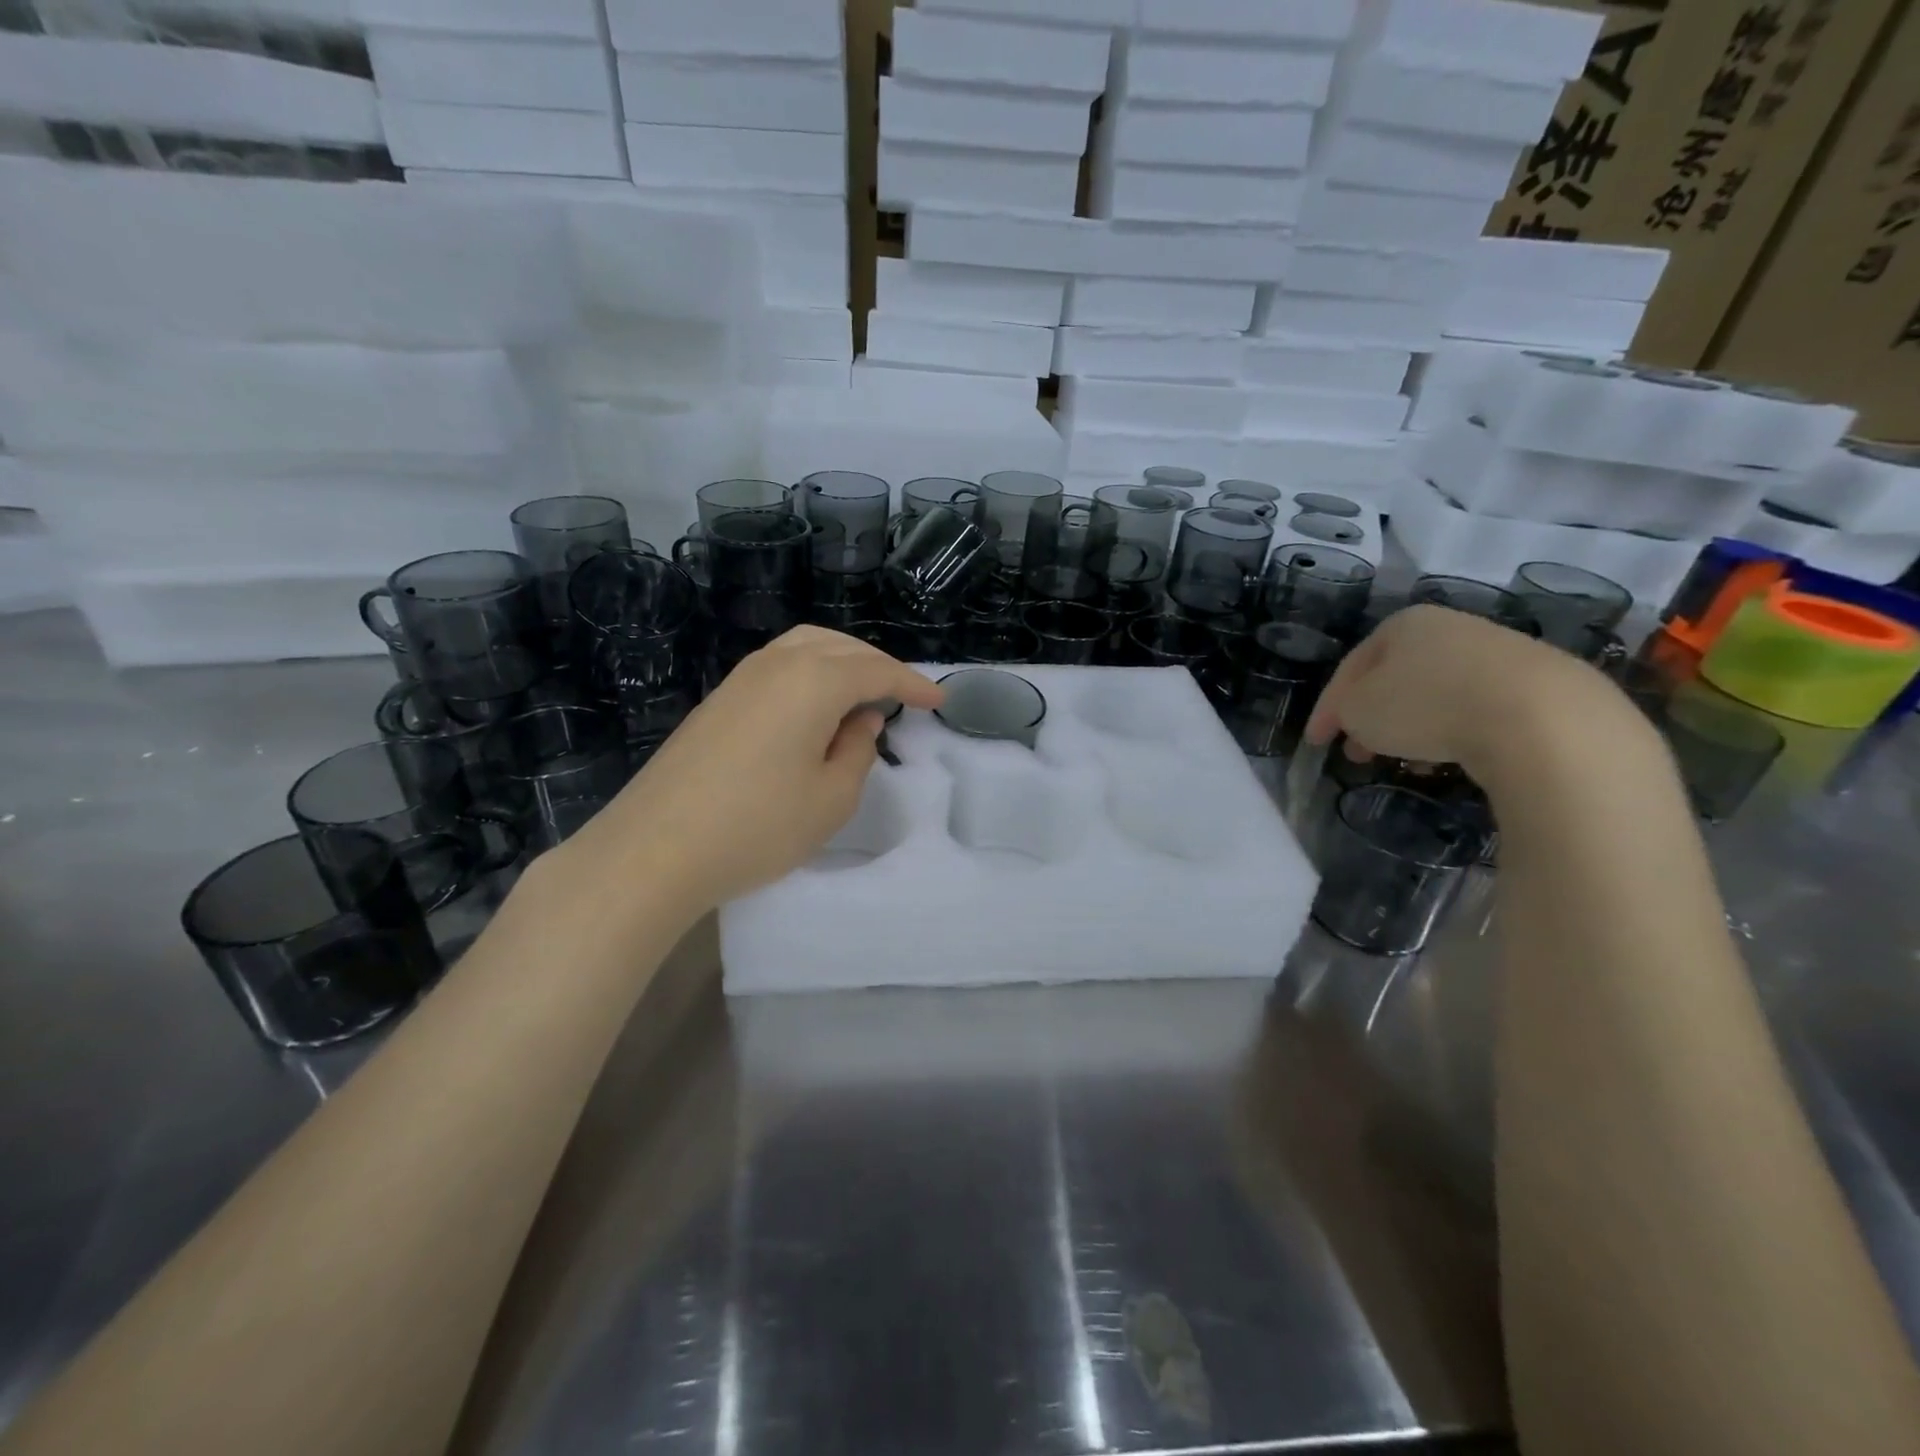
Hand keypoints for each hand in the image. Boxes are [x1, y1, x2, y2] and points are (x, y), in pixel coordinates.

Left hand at [565, 627, 943, 908]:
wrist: (654, 849)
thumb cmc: (757, 826)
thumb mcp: (831, 799)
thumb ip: (858, 752)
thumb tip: (860, 721)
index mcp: (814, 681)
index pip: (877, 671)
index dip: (913, 684)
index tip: (939, 701)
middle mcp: (777, 664)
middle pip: (840, 647)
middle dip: (878, 665)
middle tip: (903, 695)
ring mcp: (741, 678)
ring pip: (805, 648)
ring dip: (842, 662)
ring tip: (862, 695)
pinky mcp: (718, 700)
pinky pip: (778, 666)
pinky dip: (810, 673)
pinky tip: (815, 708)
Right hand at [1304, 604, 1628, 778]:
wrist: (1539, 717)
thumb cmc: (1427, 705)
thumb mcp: (1359, 712)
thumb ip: (1346, 712)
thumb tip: (1361, 717)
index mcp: (1403, 624)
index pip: (1351, 668)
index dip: (1327, 708)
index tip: (1316, 743)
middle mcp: (1450, 628)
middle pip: (1395, 678)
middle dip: (1371, 718)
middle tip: (1355, 753)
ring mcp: (1499, 652)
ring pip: (1436, 694)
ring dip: (1412, 728)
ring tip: (1403, 762)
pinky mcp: (1538, 684)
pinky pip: (1476, 709)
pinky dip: (1453, 732)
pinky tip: (1449, 759)